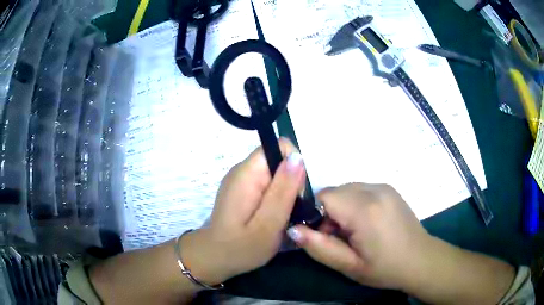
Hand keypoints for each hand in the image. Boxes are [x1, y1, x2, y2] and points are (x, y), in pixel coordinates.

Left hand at [181, 139, 305, 285]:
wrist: (215, 258)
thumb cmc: (241, 248)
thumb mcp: (268, 224)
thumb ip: (283, 191)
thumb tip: (297, 157)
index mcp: (247, 174)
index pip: (279, 147)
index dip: (294, 166)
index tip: (295, 194)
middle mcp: (242, 170)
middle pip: (278, 160)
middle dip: (291, 183)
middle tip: (287, 212)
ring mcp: (241, 180)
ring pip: (275, 174)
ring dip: (285, 193)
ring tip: (280, 217)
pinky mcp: (242, 190)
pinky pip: (267, 184)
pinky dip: (275, 198)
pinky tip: (271, 217)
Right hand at [287, 183, 432, 290]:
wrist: (420, 260)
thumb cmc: (385, 268)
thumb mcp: (349, 266)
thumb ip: (319, 247)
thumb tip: (293, 229)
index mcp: (365, 209)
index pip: (324, 196)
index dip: (318, 216)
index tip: (329, 236)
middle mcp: (375, 190)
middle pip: (335, 191)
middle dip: (330, 212)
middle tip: (342, 237)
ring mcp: (384, 186)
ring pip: (347, 189)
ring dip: (343, 207)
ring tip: (356, 232)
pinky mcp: (389, 189)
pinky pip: (361, 189)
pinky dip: (355, 203)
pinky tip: (368, 223)